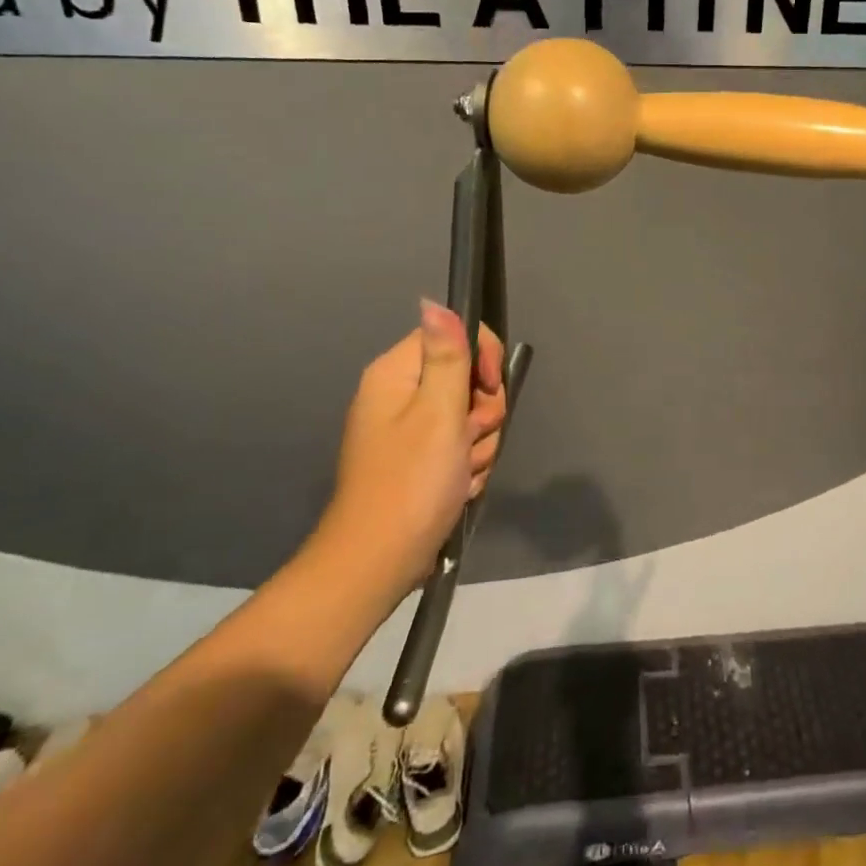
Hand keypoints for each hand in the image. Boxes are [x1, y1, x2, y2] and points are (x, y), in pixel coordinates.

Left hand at [317, 301, 505, 595]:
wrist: (378, 564)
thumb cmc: (411, 482)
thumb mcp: (437, 413)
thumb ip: (447, 355)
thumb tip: (434, 301)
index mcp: (396, 373)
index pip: (454, 334)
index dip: (481, 357)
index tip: (487, 390)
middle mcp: (401, 394)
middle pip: (468, 376)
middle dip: (482, 411)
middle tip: (469, 439)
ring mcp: (410, 429)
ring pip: (471, 415)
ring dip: (479, 443)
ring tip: (461, 472)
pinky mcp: (421, 459)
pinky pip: (462, 445)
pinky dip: (469, 464)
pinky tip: (458, 487)